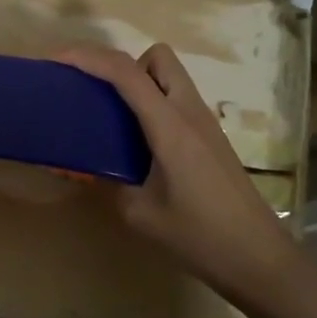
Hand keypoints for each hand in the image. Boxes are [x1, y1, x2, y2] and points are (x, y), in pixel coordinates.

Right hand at [61, 43, 301, 308]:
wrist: (259, 259)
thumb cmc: (199, 237)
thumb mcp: (139, 214)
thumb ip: (107, 183)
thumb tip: (84, 166)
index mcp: (170, 126)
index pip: (126, 73)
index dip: (88, 58)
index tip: (56, 60)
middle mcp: (190, 113)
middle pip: (157, 57)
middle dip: (121, 64)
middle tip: (96, 93)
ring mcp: (205, 123)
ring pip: (169, 77)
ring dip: (138, 82)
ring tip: (111, 116)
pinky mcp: (211, 138)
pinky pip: (176, 100)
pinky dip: (152, 103)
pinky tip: (136, 140)